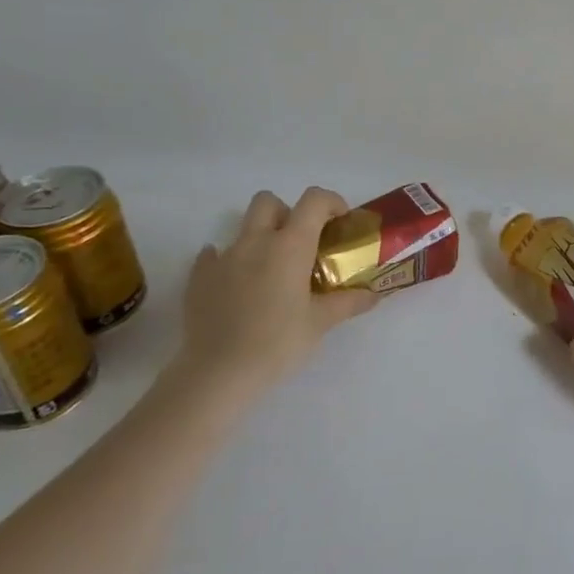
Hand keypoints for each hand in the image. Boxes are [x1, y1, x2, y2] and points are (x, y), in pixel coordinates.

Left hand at [168, 187, 378, 394]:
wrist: (218, 373)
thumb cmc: (278, 343)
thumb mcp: (320, 323)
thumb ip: (349, 302)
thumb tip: (374, 294)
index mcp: (289, 245)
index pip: (313, 200)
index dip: (331, 202)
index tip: (340, 223)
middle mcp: (255, 241)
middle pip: (269, 202)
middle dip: (288, 213)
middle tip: (301, 244)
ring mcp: (223, 257)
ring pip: (243, 227)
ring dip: (260, 237)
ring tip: (272, 271)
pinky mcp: (199, 277)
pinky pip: (214, 255)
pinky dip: (230, 261)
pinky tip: (238, 285)